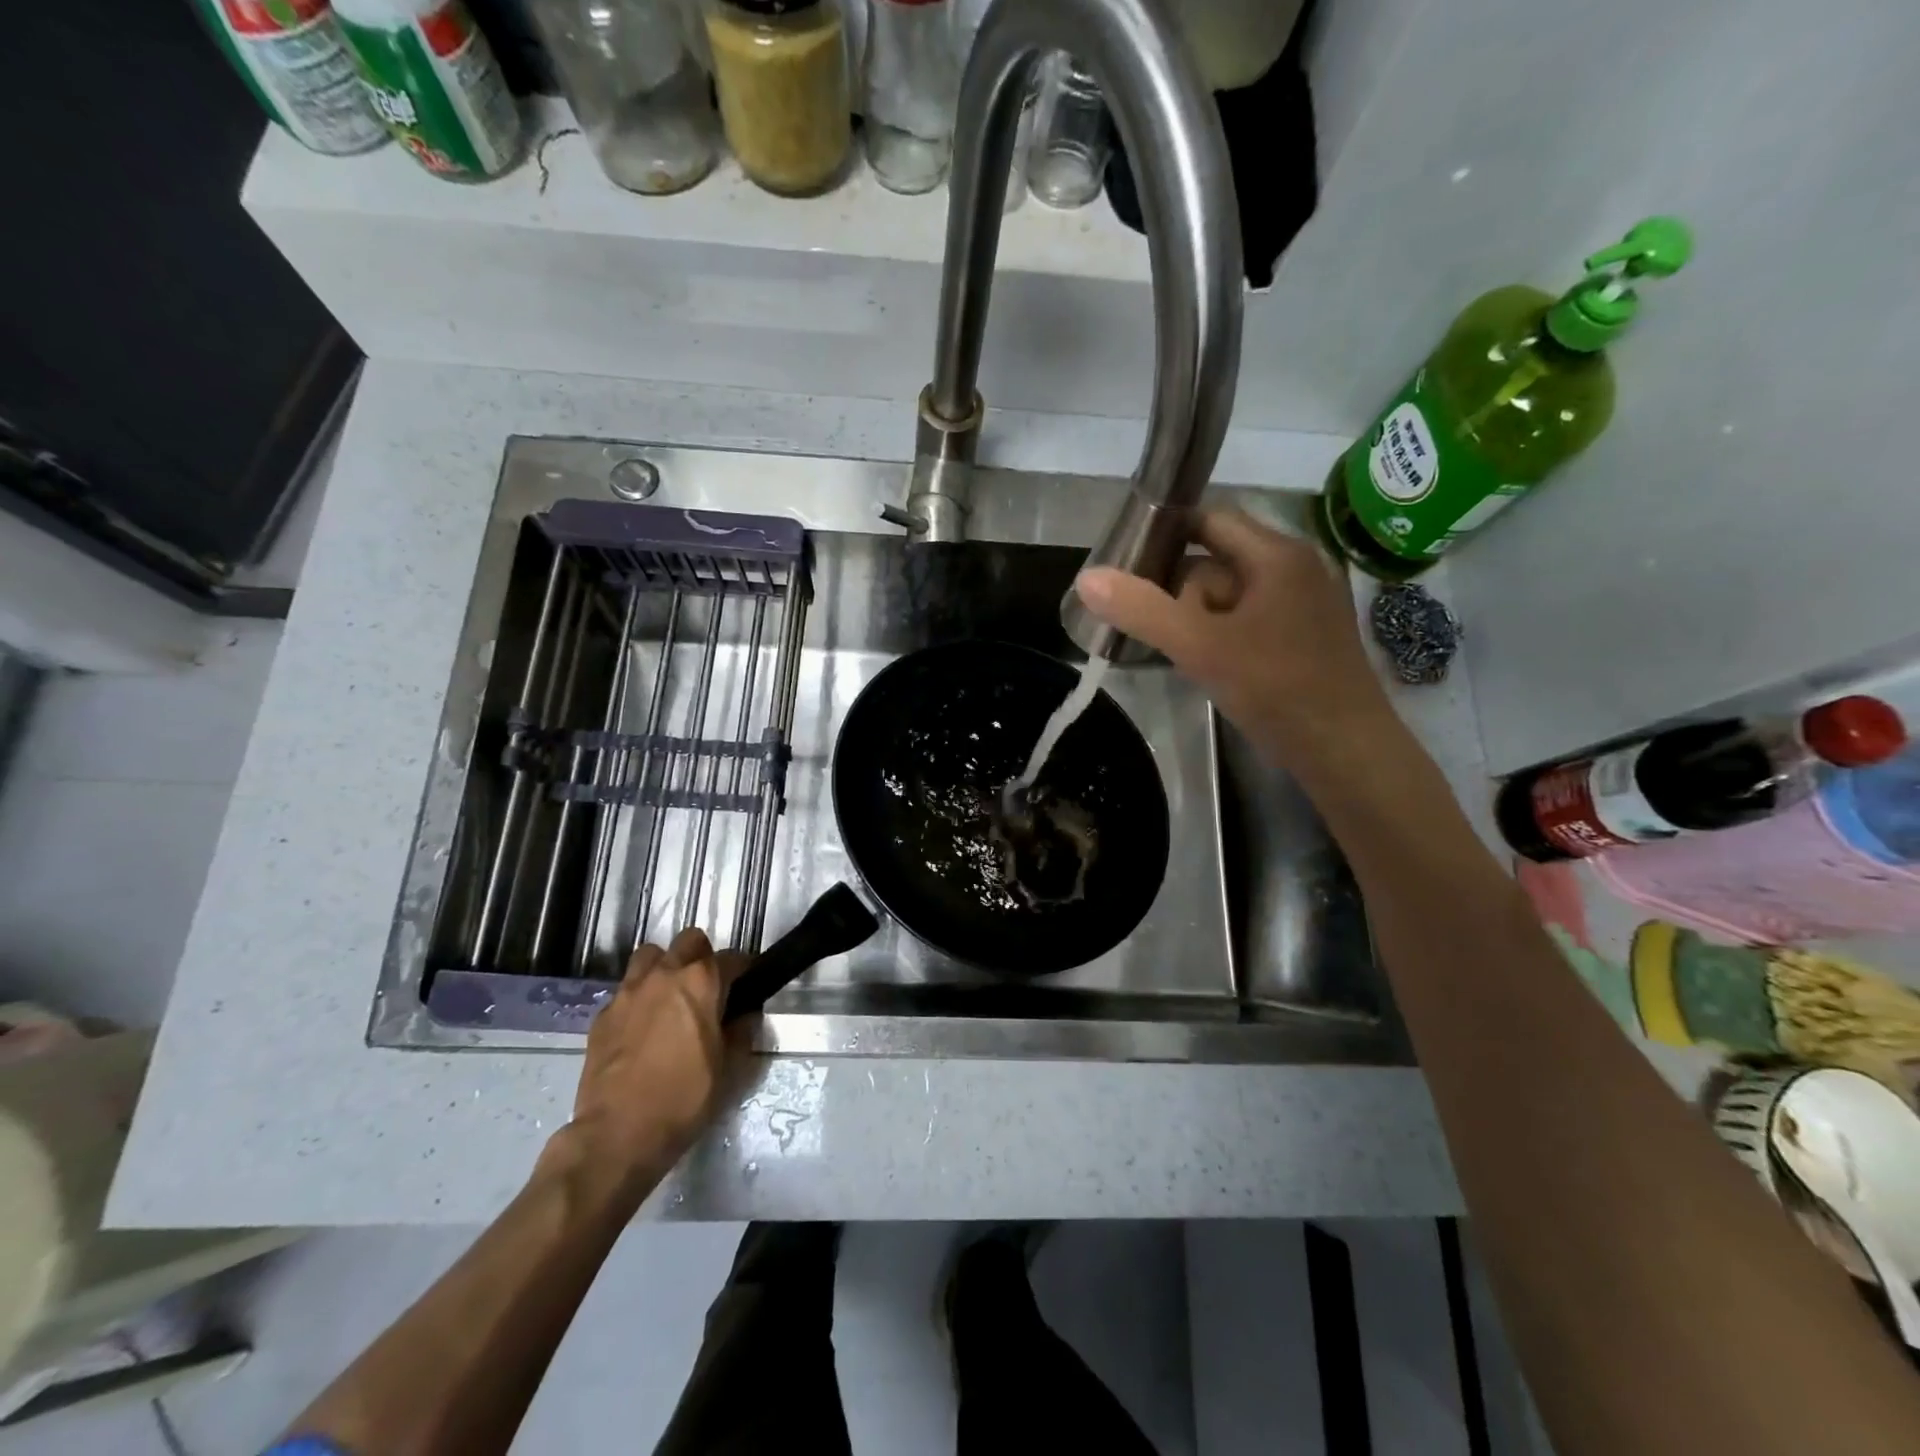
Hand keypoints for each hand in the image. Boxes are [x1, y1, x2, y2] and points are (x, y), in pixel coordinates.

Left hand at [545, 927, 748, 1211]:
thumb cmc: (684, 1098)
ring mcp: (628, 992)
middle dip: (702, 957)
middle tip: (708, 987)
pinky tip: (642, 1027)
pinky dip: (639, 998)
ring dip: (665, 967)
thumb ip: (742, 1031)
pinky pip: (626, 990)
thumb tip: (745, 1015)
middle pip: (689, 941)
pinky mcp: (602, 1015)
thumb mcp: (731, 1068)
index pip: (732, 958)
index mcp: (701, 982)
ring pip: (651, 956)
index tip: (746, 985)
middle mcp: (664, 975)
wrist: (618, 1134)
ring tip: (670, 996)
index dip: (743, 970)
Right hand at [1075, 507, 1394, 763]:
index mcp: (1277, 555)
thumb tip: (1086, 577)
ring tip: (1180, 652)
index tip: (1127, 561)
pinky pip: (1250, 620)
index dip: (1166, 533)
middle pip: (1218, 559)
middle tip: (1156, 626)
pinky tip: (1208, 665)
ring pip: (1232, 595)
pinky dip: (1222, 634)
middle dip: (1181, 590)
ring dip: (1199, 617)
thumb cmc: (1276, 687)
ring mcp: (1305, 604)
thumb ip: (1142, 610)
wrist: (1345, 750)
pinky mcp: (1306, 637)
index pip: (1210, 519)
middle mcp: (1296, 569)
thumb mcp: (1199, 646)